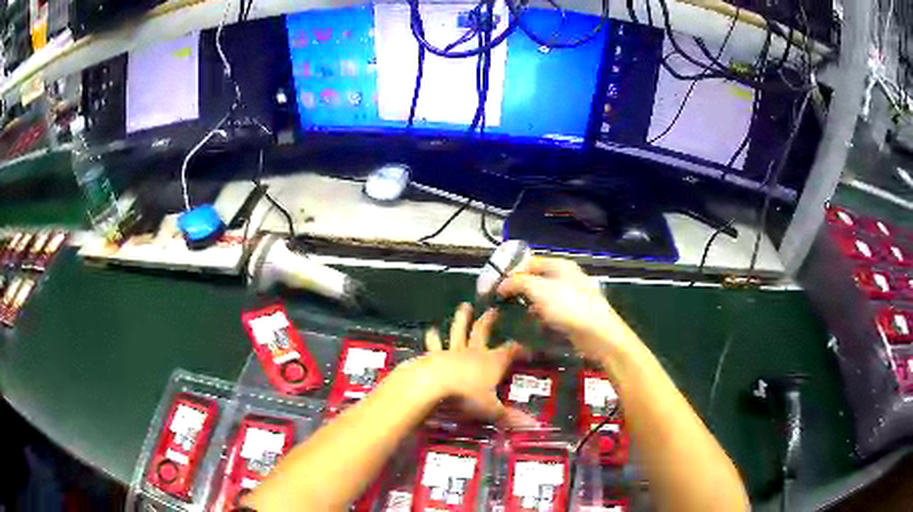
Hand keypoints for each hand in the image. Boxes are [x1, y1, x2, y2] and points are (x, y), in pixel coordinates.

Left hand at [422, 303, 535, 428]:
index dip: (520, 349)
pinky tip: (431, 329)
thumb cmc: (466, 396)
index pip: (510, 350)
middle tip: (493, 310)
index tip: (527, 348)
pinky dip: (433, 337)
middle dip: (489, 321)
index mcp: (492, 362)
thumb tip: (535, 426)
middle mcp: (474, 352)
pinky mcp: (434, 355)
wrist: (432, 385)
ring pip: (459, 331)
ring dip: (462, 318)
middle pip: (483, 332)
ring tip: (464, 306)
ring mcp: (453, 351)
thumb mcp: (490, 409)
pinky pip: (434, 344)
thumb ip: (510, 417)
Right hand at [497, 257, 640, 360]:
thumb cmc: (568, 306)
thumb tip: (501, 284)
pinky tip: (534, 324)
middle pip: (537, 278)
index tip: (496, 285)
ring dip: (529, 303)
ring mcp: (572, 296)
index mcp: (560, 265)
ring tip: (514, 313)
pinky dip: (541, 315)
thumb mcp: (538, 290)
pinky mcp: (574, 314)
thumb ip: (517, 282)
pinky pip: (552, 310)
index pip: (530, 261)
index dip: (512, 271)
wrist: (598, 334)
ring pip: (544, 295)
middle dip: (519, 288)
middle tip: (502, 300)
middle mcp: (567, 277)